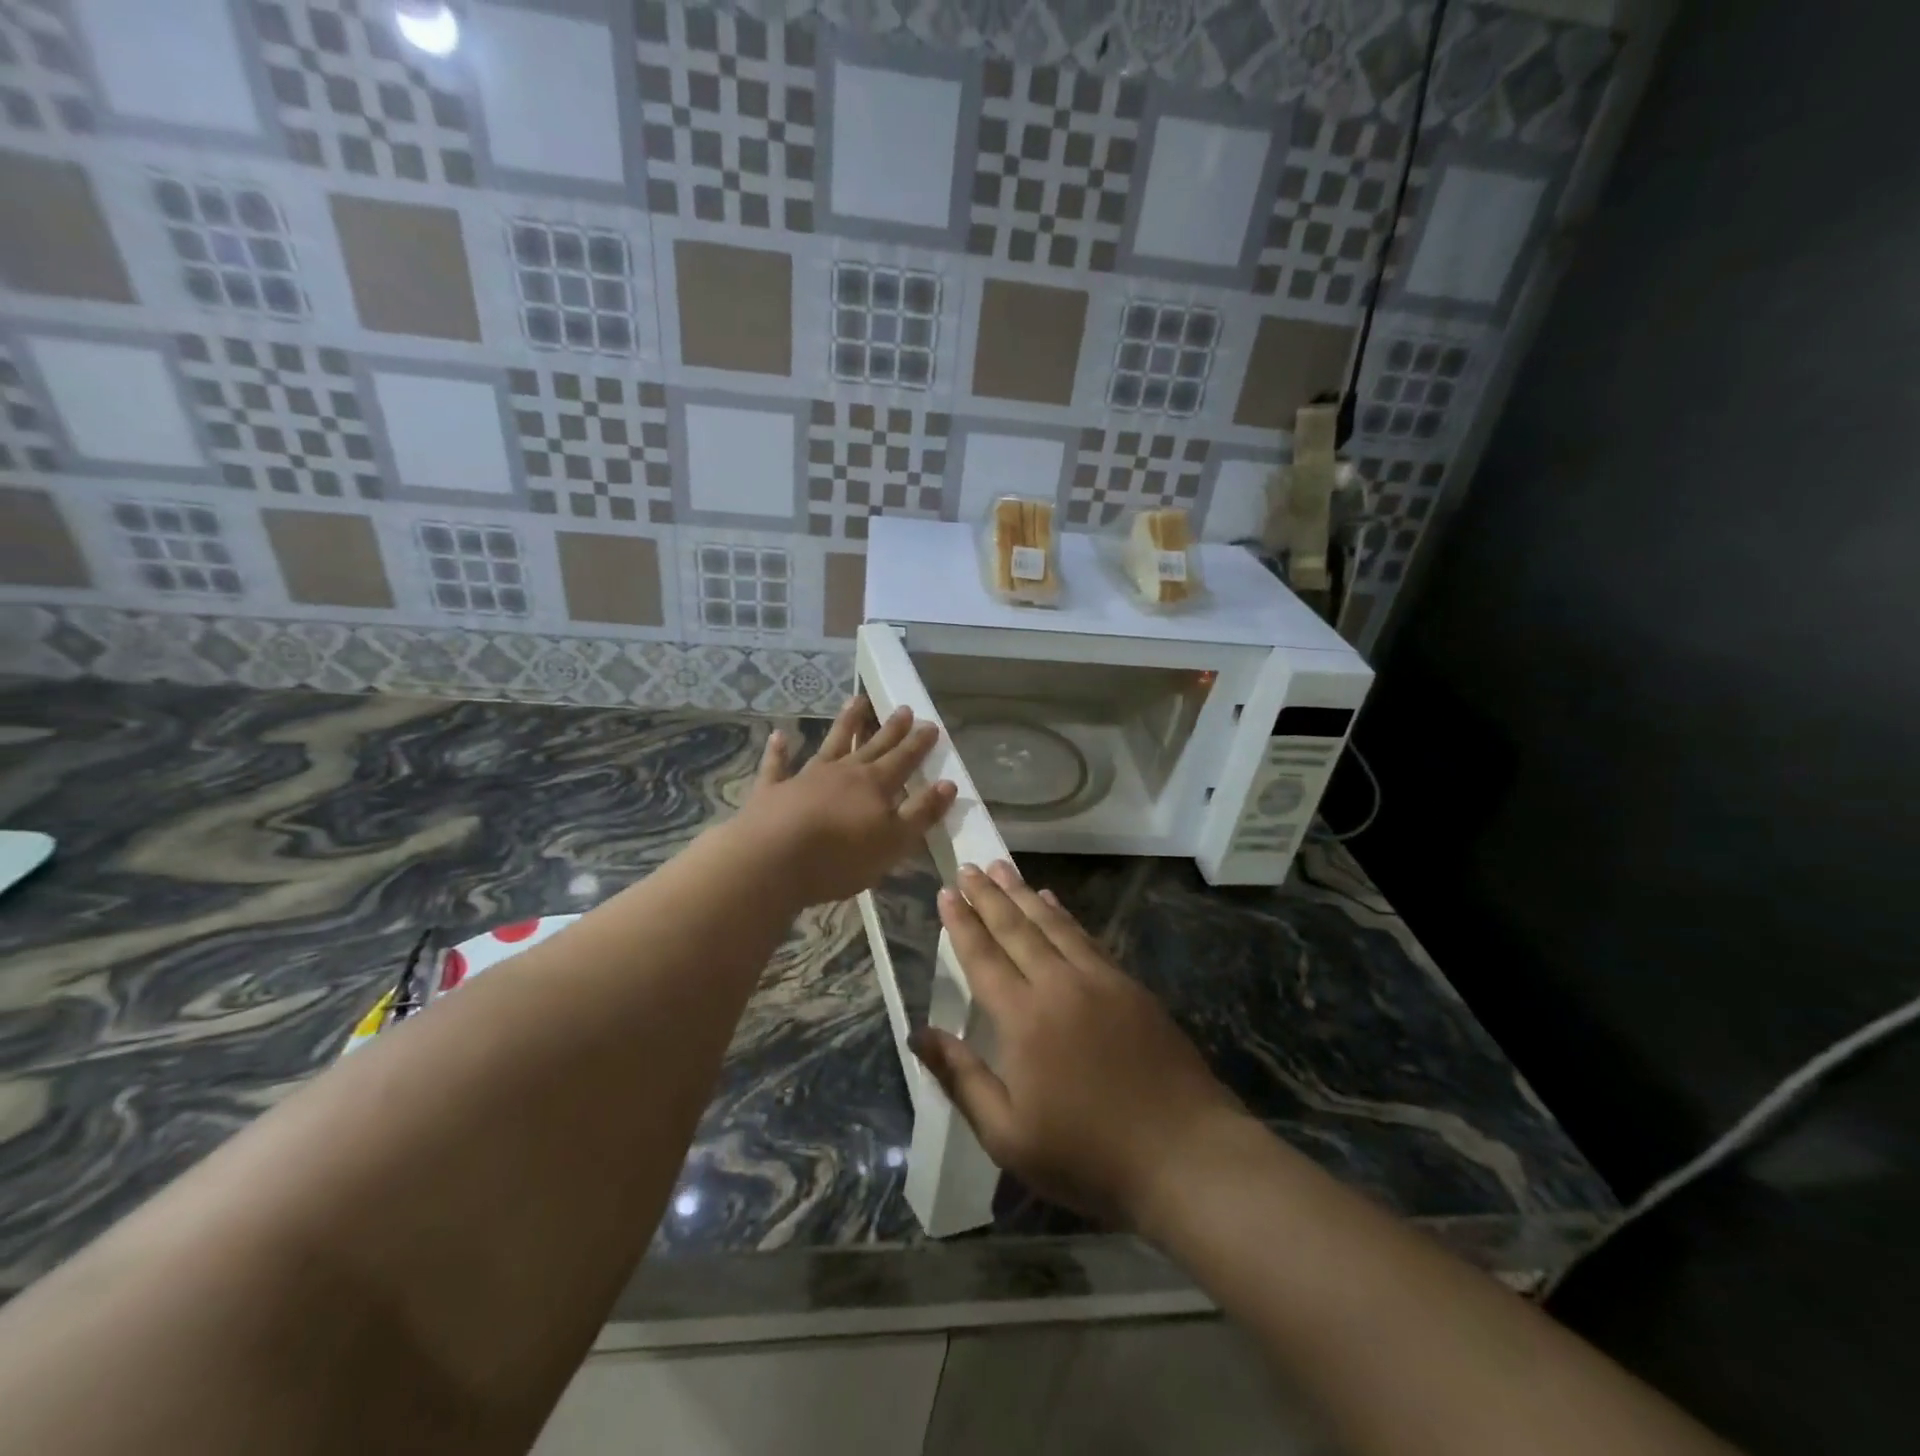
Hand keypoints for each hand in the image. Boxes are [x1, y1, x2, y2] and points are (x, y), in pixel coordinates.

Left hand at [739, 696, 955, 906]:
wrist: (773, 860)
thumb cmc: (840, 857)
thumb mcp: (893, 842)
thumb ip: (921, 813)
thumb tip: (948, 784)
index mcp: (874, 786)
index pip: (903, 760)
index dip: (918, 744)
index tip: (931, 724)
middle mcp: (843, 773)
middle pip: (872, 746)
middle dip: (890, 729)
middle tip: (904, 708)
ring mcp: (806, 777)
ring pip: (831, 744)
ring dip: (844, 723)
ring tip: (856, 700)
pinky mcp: (773, 790)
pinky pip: (777, 765)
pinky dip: (779, 750)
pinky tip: (779, 735)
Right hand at [911, 861, 1245, 1228]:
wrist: (1183, 1153)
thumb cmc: (1087, 1154)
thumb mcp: (1008, 1135)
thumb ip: (962, 1078)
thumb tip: (918, 1034)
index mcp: (1023, 1018)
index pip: (983, 958)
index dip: (962, 924)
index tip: (947, 892)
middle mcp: (1058, 985)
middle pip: (1016, 929)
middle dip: (989, 896)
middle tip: (969, 867)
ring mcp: (1099, 980)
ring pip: (1052, 924)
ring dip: (1024, 893)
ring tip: (1003, 868)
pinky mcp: (1129, 985)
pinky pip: (1086, 936)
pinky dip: (1064, 914)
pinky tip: (1053, 901)